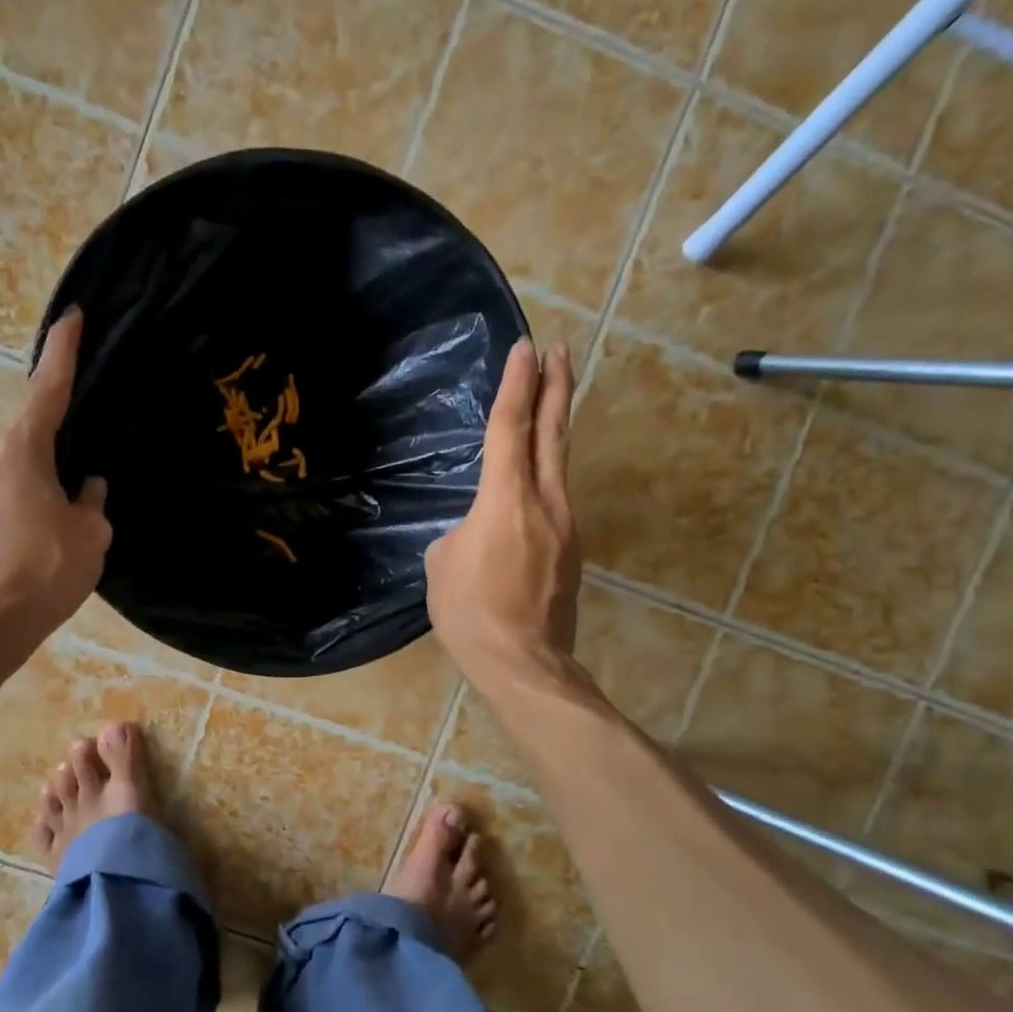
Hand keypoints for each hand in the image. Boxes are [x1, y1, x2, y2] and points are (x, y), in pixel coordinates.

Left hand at [0, 308, 110, 638]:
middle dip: (53, 468)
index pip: (49, 388)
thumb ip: (91, 501)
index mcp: (23, 450)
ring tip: (46, 543)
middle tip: (74, 509)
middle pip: (29, 446)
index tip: (70, 317)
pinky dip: (9, 517)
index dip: (63, 351)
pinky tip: (21, 553)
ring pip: (9, 478)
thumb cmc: (47, 571)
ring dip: (30, 497)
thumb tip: (86, 487)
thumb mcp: (91, 534)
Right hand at [425, 339, 583, 687]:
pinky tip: (533, 478)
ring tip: (551, 400)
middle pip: (552, 433)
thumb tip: (474, 533)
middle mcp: (544, 502)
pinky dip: (547, 473)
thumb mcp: (442, 565)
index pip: (510, 428)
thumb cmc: (470, 611)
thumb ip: (459, 533)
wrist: (523, 662)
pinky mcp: (571, 550)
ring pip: (560, 464)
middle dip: (555, 387)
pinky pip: (556, 498)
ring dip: (555, 426)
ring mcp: (565, 525)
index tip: (525, 349)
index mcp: (506, 499)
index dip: (516, 385)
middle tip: (558, 351)